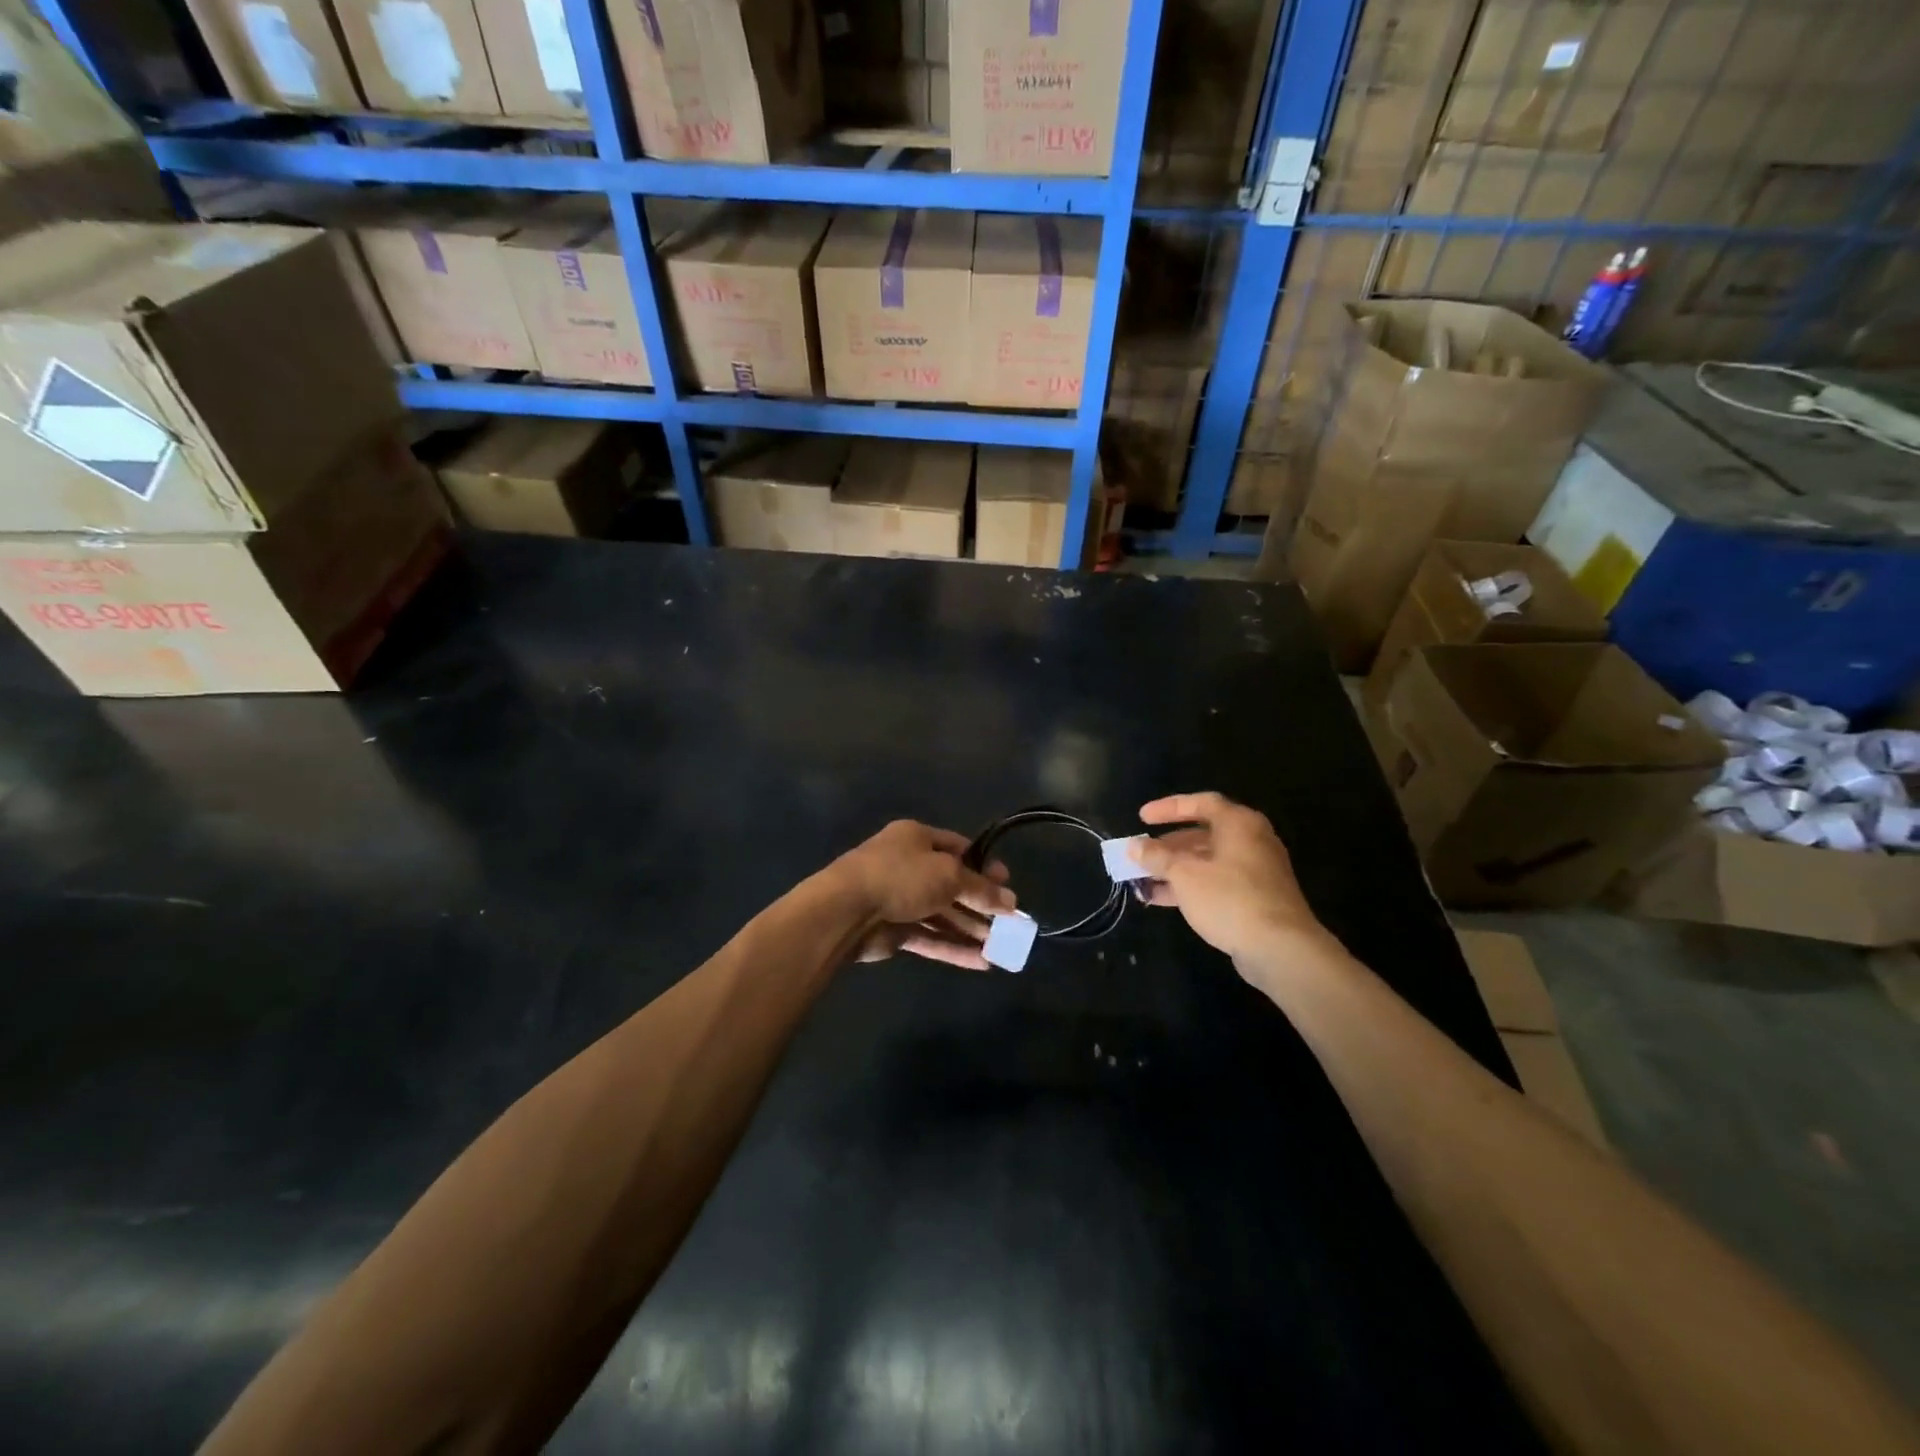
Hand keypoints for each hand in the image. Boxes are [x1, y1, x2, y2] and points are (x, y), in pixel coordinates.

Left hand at [832, 820, 1015, 970]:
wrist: (846, 910)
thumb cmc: (902, 877)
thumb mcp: (949, 875)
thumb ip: (981, 890)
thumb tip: (1011, 902)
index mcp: (916, 838)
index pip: (957, 848)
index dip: (984, 866)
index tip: (1006, 885)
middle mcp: (908, 865)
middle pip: (952, 884)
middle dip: (981, 903)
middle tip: (1010, 921)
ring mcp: (899, 899)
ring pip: (942, 914)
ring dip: (971, 929)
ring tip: (1002, 947)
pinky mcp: (893, 931)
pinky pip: (930, 938)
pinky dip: (953, 949)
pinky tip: (982, 963)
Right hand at [1125, 792, 1328, 967]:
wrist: (1280, 948)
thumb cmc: (1229, 898)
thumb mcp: (1184, 874)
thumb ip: (1157, 857)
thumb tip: (1134, 846)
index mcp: (1239, 824)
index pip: (1200, 803)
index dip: (1168, 808)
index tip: (1141, 818)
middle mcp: (1251, 841)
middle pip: (1203, 834)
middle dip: (1168, 845)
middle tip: (1142, 853)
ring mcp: (1256, 871)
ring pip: (1208, 861)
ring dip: (1175, 869)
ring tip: (1144, 879)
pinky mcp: (1256, 898)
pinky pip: (1217, 882)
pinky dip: (1191, 886)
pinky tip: (1162, 899)